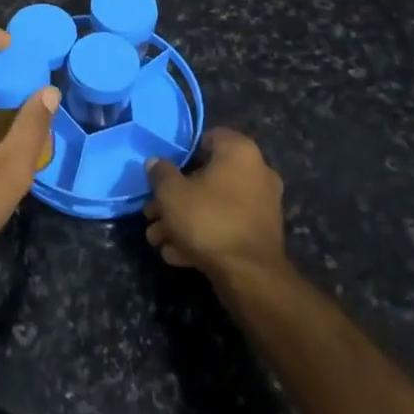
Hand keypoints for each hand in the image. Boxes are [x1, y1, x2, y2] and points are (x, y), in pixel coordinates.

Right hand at [144, 128, 286, 282]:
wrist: (250, 275)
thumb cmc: (209, 219)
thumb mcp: (172, 193)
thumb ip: (161, 174)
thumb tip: (156, 163)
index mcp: (240, 153)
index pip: (209, 137)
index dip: (183, 151)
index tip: (164, 169)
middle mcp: (257, 173)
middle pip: (207, 177)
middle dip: (175, 196)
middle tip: (151, 212)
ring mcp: (262, 206)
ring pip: (214, 206)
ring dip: (184, 219)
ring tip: (157, 238)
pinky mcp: (261, 235)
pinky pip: (226, 226)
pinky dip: (203, 236)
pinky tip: (176, 253)